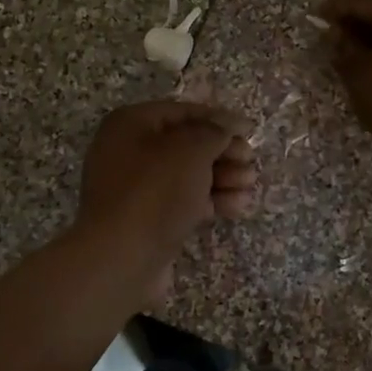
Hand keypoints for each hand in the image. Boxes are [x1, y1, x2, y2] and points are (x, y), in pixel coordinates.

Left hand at [75, 101, 256, 297]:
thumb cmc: (155, 192)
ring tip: (249, 185)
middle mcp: (128, 150)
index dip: (218, 119)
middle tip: (250, 162)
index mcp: (131, 124)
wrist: (121, 258)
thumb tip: (225, 126)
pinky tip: (237, 206)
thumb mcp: (191, 151)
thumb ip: (214, 132)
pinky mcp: (145, 218)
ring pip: (186, 174)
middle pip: (186, 144)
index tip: (249, 131)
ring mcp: (135, 188)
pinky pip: (182, 200)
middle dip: (222, 152)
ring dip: (222, 177)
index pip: (182, 112)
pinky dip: (209, 200)